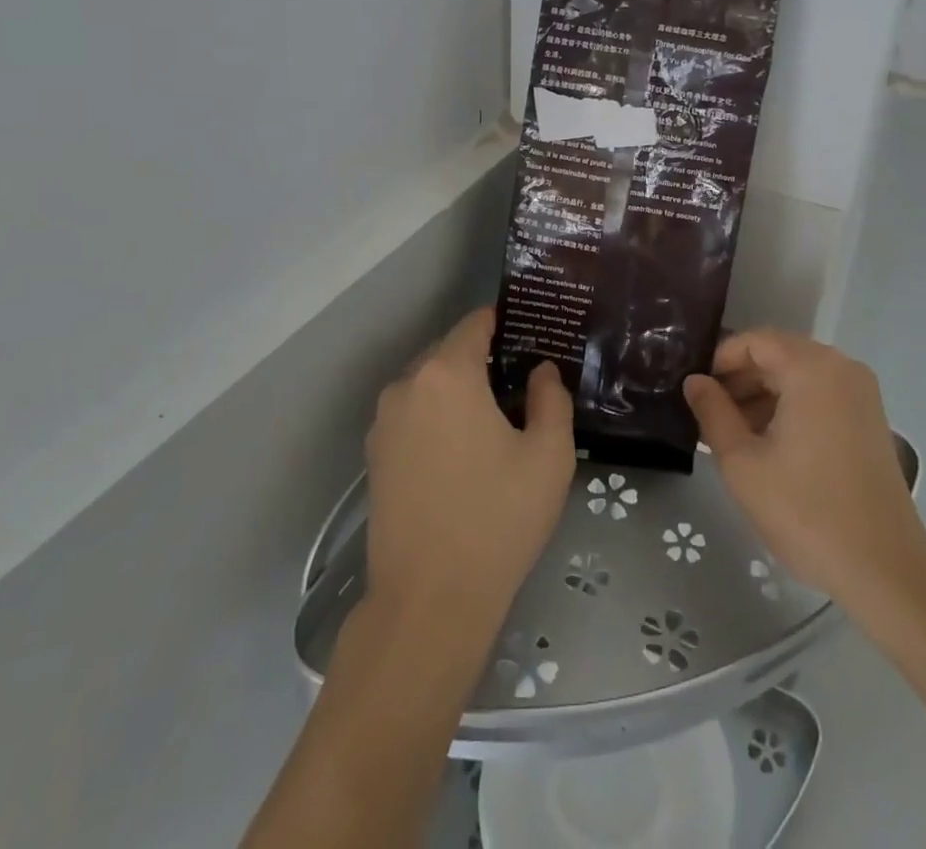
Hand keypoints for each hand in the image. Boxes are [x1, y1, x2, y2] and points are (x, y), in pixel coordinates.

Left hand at [364, 309, 575, 629]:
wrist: (428, 602)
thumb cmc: (497, 519)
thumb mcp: (549, 455)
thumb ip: (551, 398)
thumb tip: (540, 371)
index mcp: (447, 374)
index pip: (476, 324)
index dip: (506, 324)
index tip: (534, 338)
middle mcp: (407, 385)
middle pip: (450, 352)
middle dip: (485, 360)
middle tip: (523, 386)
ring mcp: (383, 422)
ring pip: (430, 385)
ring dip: (459, 391)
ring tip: (496, 421)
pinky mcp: (374, 456)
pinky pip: (413, 416)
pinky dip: (438, 418)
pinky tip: (464, 453)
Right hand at [683, 330, 925, 602]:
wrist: (884, 568)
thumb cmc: (806, 511)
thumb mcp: (743, 462)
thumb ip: (713, 413)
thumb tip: (694, 381)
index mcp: (812, 368)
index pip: (755, 341)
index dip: (720, 359)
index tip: (696, 390)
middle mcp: (841, 367)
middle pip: (779, 354)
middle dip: (740, 378)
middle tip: (708, 413)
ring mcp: (860, 392)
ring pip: (798, 375)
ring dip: (763, 394)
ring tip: (731, 432)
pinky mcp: (869, 417)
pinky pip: (820, 394)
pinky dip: (790, 406)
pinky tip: (767, 442)